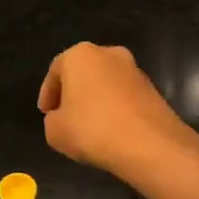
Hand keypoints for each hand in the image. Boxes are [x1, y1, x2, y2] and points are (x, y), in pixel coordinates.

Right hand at [37, 43, 191, 180]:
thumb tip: (63, 118)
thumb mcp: (54, 131)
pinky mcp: (153, 89)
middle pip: (83, 73)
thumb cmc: (92, 129)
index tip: (45, 113)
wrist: (149, 144)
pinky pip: (124, 97)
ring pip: (106, 84)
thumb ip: (53, 120)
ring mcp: (134, 70)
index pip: (56, 70)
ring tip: (89, 127)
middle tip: (65, 116)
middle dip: (73, 93)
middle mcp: (109, 54)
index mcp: (80, 55)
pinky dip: (115, 109)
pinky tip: (111, 131)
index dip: (48, 94)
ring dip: (96, 101)